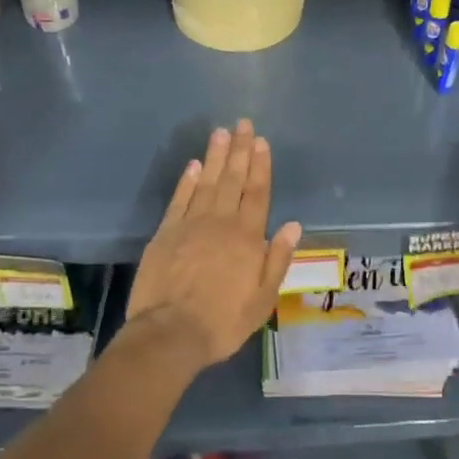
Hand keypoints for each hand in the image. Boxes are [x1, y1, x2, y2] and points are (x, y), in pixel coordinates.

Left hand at [126, 120, 302, 368]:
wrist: (170, 334)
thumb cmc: (223, 322)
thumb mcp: (263, 299)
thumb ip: (277, 260)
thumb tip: (294, 226)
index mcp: (247, 238)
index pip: (257, 194)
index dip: (261, 166)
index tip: (262, 142)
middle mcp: (220, 223)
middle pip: (233, 180)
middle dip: (240, 151)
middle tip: (243, 124)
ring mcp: (190, 225)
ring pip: (207, 183)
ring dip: (216, 156)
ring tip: (222, 132)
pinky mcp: (165, 233)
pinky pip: (179, 199)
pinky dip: (187, 180)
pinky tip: (194, 164)